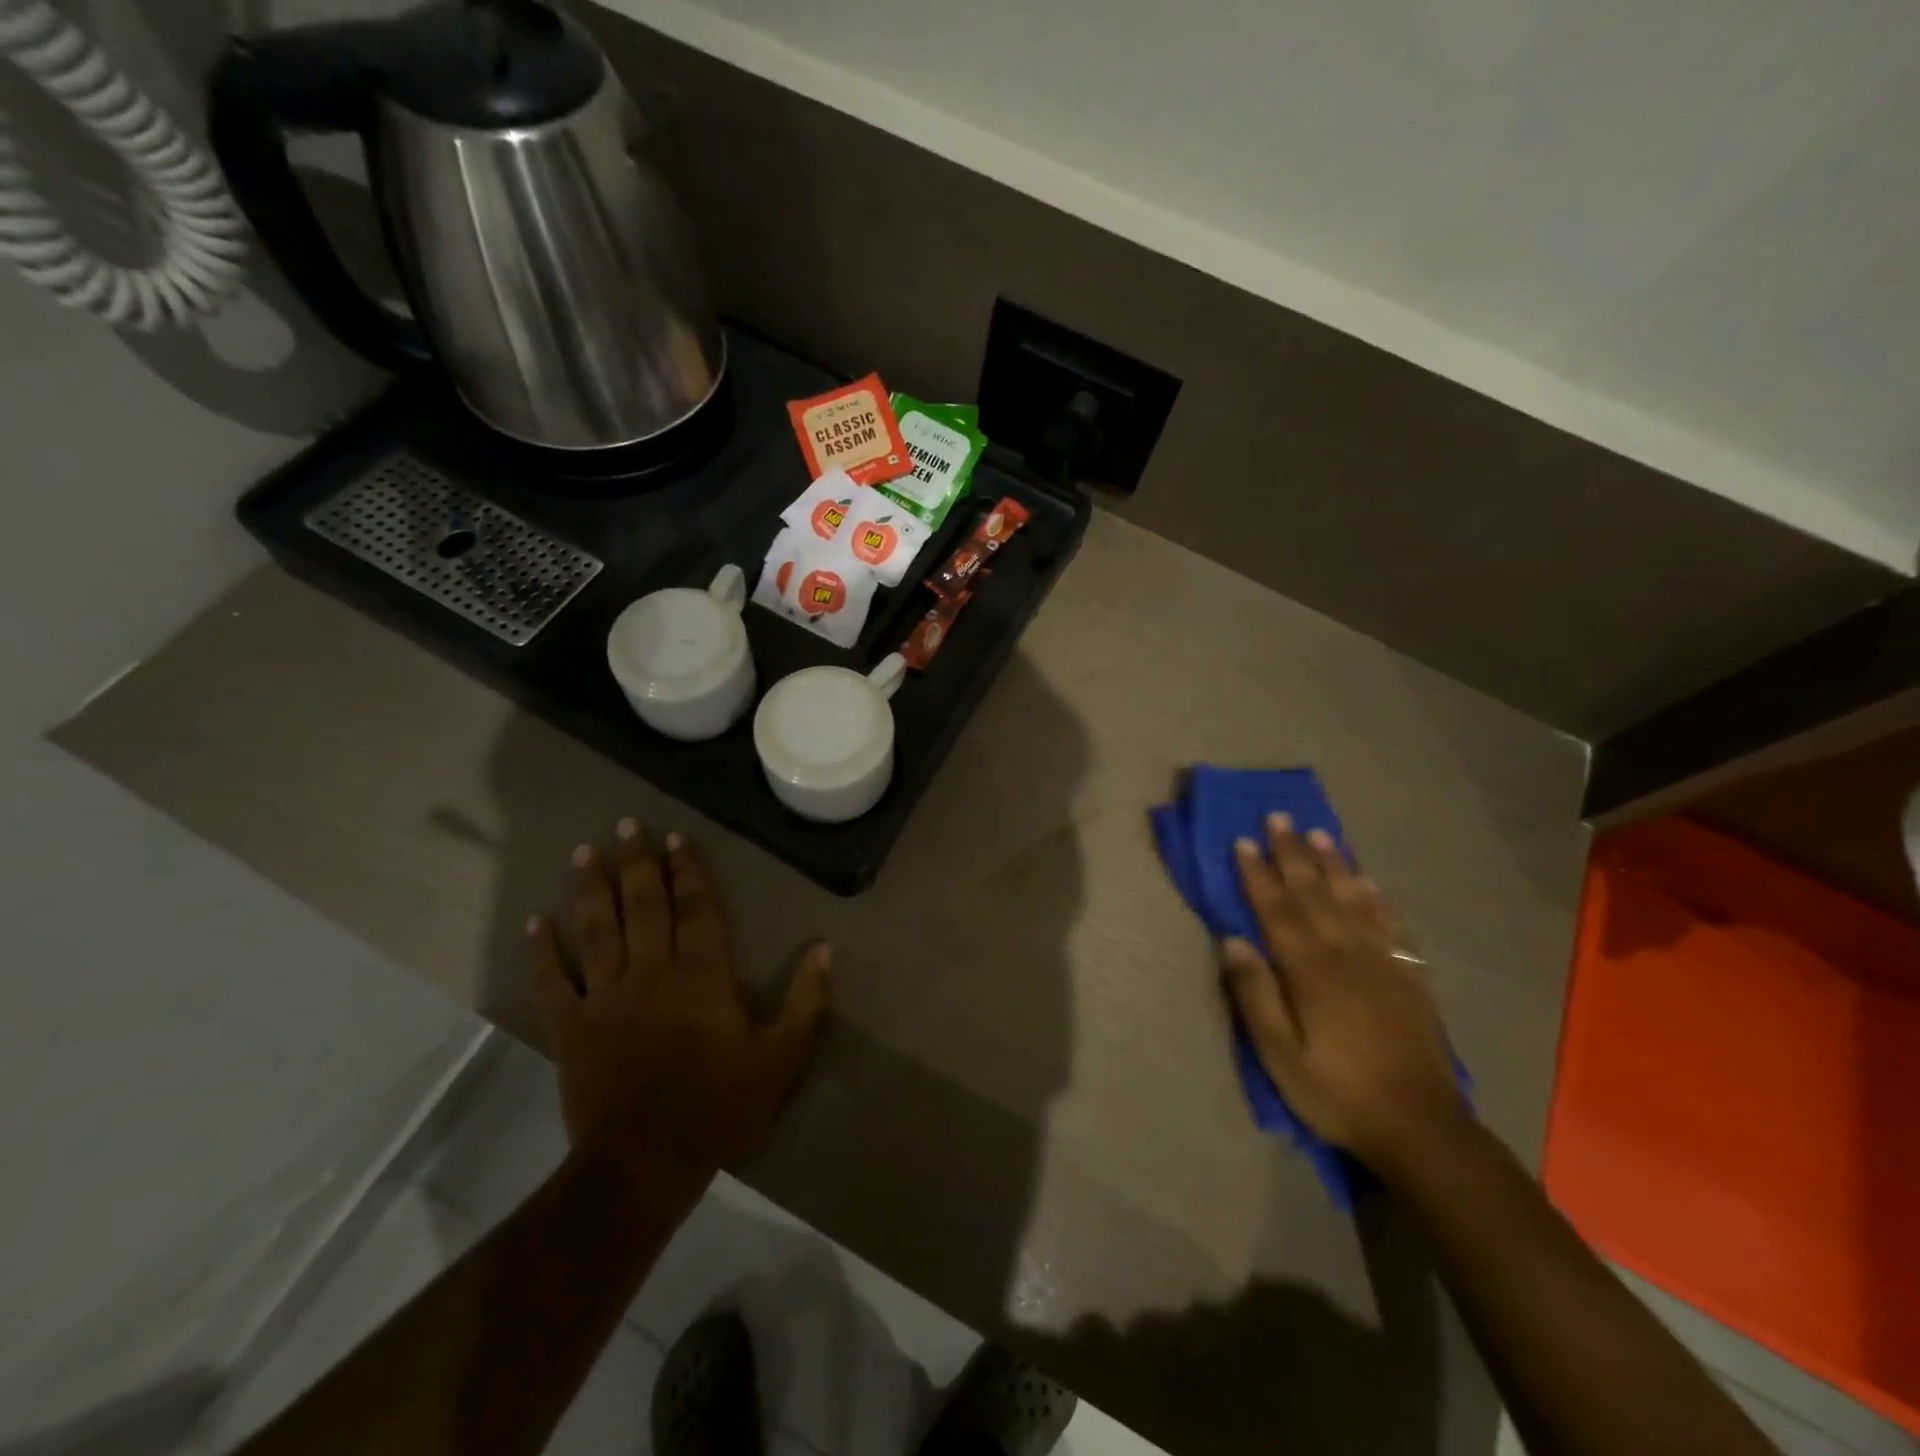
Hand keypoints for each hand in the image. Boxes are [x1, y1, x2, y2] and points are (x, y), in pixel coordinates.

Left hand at [526, 820, 830, 1194]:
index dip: (688, 870)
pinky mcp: (571, 1027)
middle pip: (643, 905)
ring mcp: (605, 997)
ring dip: (590, 889)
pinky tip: (534, 923)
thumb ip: (805, 1000)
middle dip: (637, 862)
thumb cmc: (719, 1106)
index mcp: (702, 974)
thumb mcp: (780, 1057)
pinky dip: (541, 952)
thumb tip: (825, 948)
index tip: (676, 838)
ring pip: (595, 930)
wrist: (646, 1163)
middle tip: (626, 825)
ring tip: (584, 853)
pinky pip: (551, 983)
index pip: (696, 907)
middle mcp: (652, 972)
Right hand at [1220, 814, 1458, 1169]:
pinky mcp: (1409, 976)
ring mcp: (1383, 962)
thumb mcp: (1280, 1055)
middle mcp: (1346, 954)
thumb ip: (1255, 995)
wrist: (1419, 1127)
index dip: (1258, 875)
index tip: (1243, 842)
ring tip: (1320, 833)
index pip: (1277, 910)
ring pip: (1353, 899)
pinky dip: (1376, 897)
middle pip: (1314, 893)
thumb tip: (1231, 940)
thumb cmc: (1336, 1091)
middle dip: (1293, 853)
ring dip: (1333, 863)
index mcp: (1310, 971)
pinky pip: (1390, 924)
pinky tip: (1366, 880)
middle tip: (1278, 817)